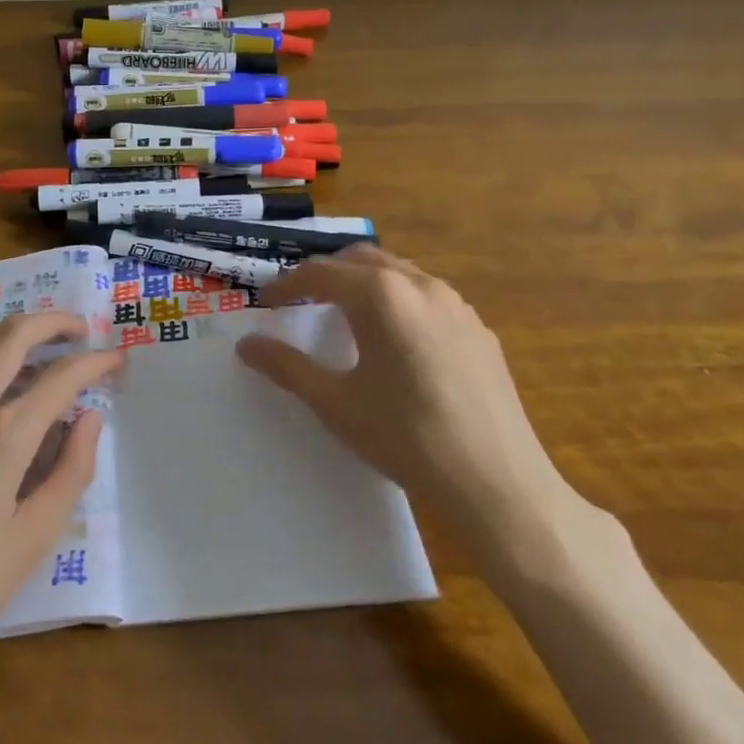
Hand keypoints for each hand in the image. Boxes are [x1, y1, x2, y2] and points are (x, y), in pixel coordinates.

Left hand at [0, 314, 121, 687]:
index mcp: (4, 436)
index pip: (62, 377)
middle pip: (14, 337)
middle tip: (80, 328)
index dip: (95, 361)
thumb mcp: (30, 543)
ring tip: (36, 342)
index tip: (117, 358)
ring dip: (12, 332)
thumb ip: (69, 473)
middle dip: (54, 323)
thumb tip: (90, 419)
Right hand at [236, 247, 584, 565]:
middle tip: (303, 300)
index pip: (321, 273)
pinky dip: (399, 302)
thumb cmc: (405, 438)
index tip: (266, 302)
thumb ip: (287, 367)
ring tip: (347, 316)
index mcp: (380, 295)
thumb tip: (245, 345)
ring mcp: (456, 304)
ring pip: (399, 273)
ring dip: (366, 283)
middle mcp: (419, 285)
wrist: (497, 484)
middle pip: (362, 260)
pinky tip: (398, 343)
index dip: (288, 284)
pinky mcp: (479, 329)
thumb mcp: (335, 403)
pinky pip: (428, 297)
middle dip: (327, 273)